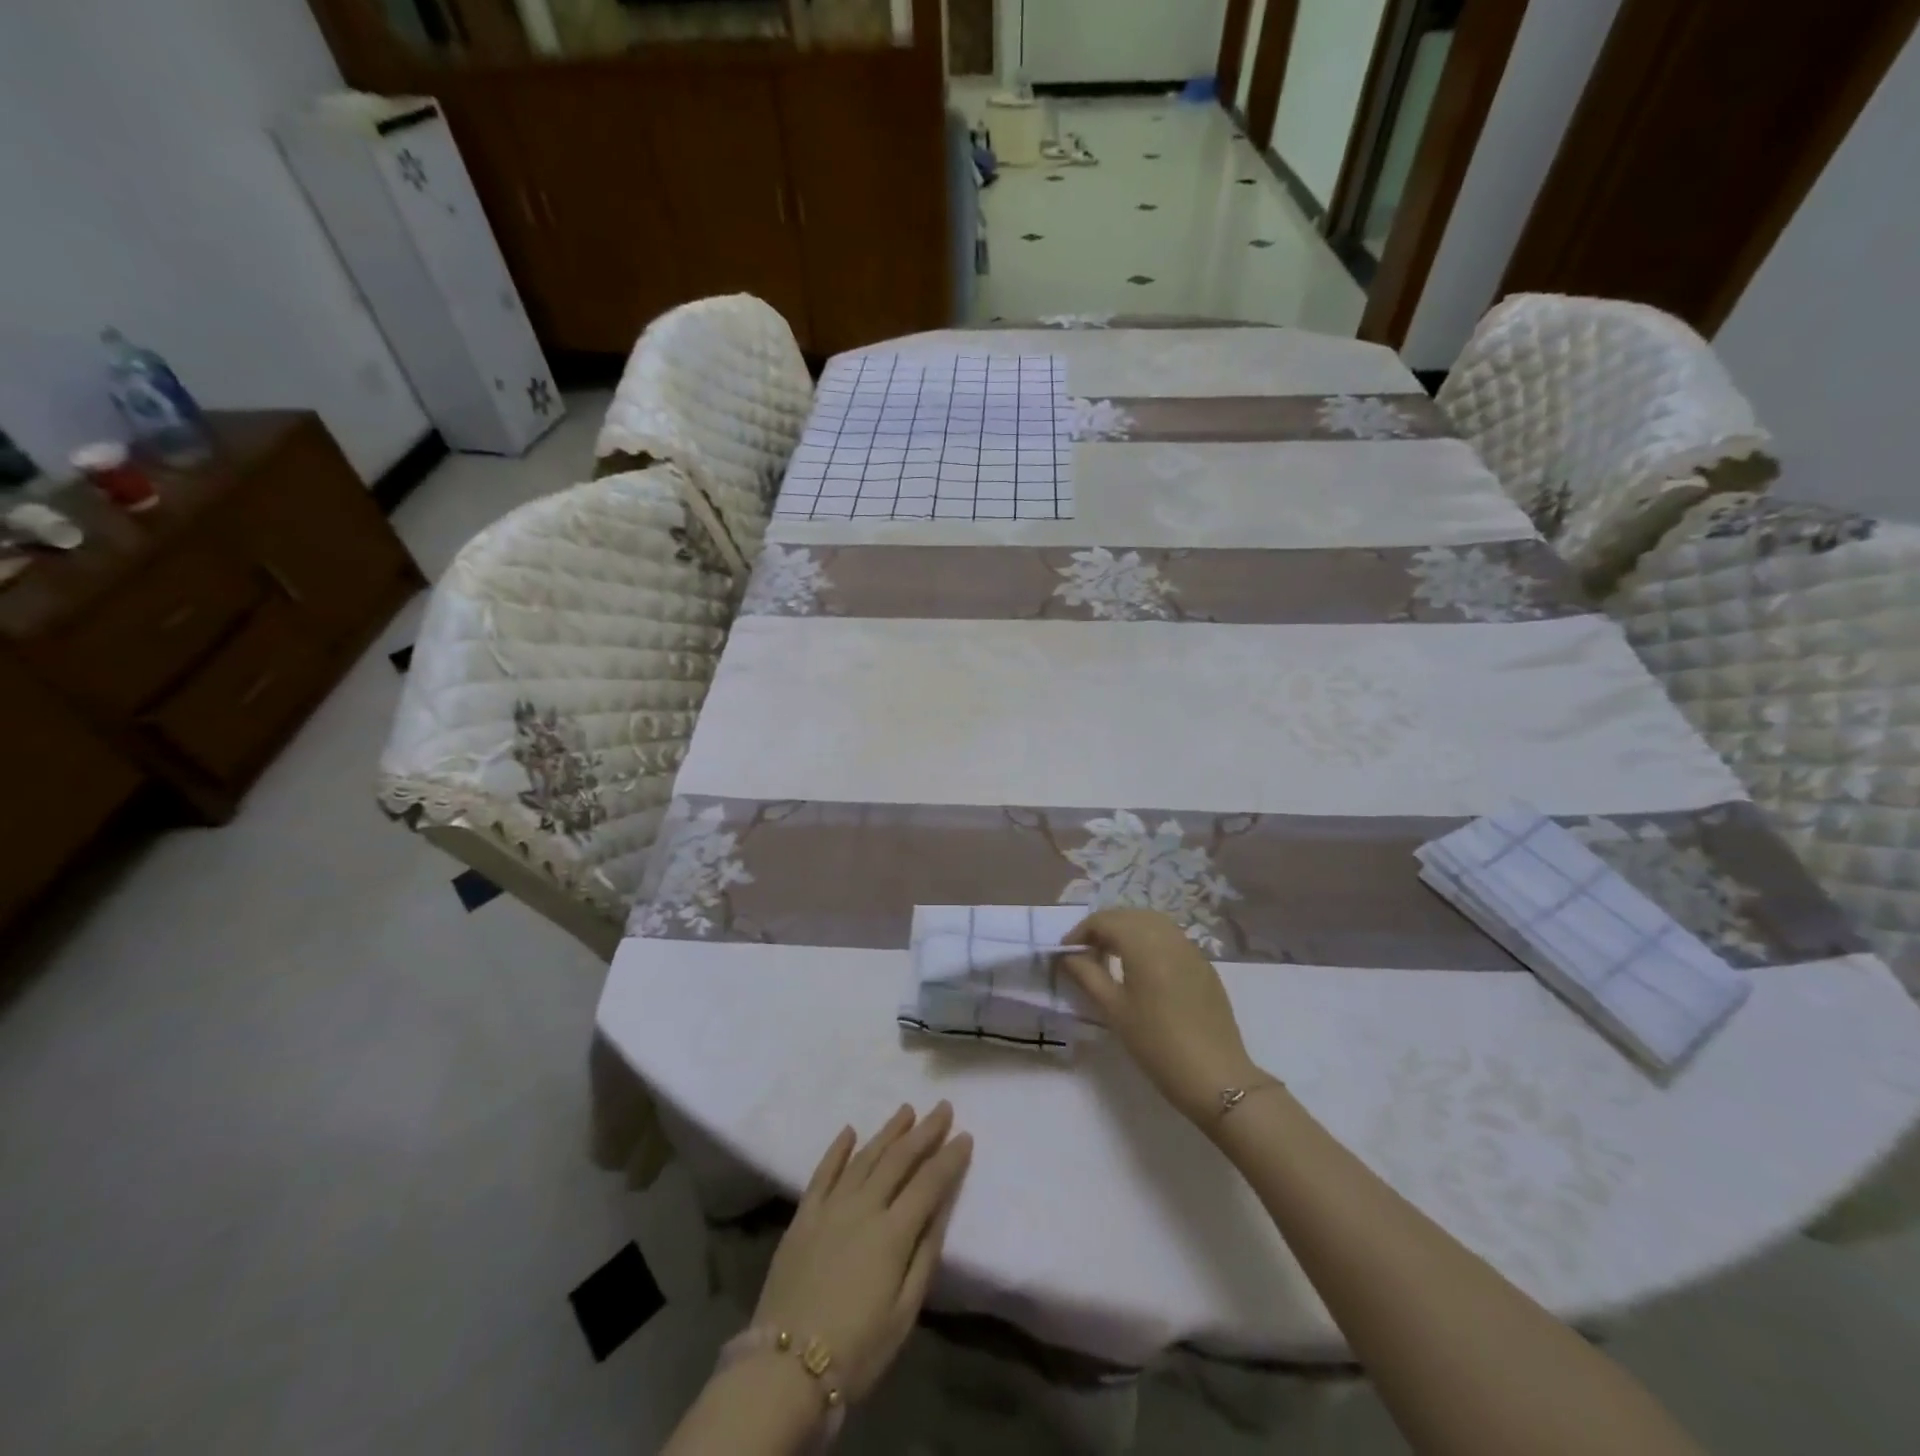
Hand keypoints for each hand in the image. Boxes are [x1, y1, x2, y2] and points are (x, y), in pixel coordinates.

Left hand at [752, 1103, 972, 1402]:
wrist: (784, 1369)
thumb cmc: (856, 1350)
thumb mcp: (904, 1313)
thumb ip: (925, 1255)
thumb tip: (942, 1207)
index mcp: (893, 1232)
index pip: (929, 1183)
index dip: (949, 1158)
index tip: (965, 1135)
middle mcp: (863, 1207)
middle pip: (899, 1159)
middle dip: (924, 1131)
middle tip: (942, 1107)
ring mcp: (830, 1207)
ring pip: (864, 1157)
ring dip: (887, 1132)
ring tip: (906, 1110)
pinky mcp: (803, 1216)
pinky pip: (823, 1172)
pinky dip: (837, 1149)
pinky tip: (849, 1131)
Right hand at [1063, 909, 1261, 1124]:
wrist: (1215, 1076)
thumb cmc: (1156, 1043)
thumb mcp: (1114, 1010)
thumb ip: (1088, 976)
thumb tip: (1069, 957)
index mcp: (1143, 943)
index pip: (1104, 921)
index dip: (1080, 933)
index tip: (1066, 954)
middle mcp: (1168, 936)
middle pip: (1128, 916)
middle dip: (1103, 928)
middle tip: (1086, 954)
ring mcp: (1190, 948)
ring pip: (1151, 922)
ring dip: (1127, 931)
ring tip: (1111, 957)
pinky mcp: (1203, 964)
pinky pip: (1170, 937)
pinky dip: (1148, 940)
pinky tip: (1142, 968)